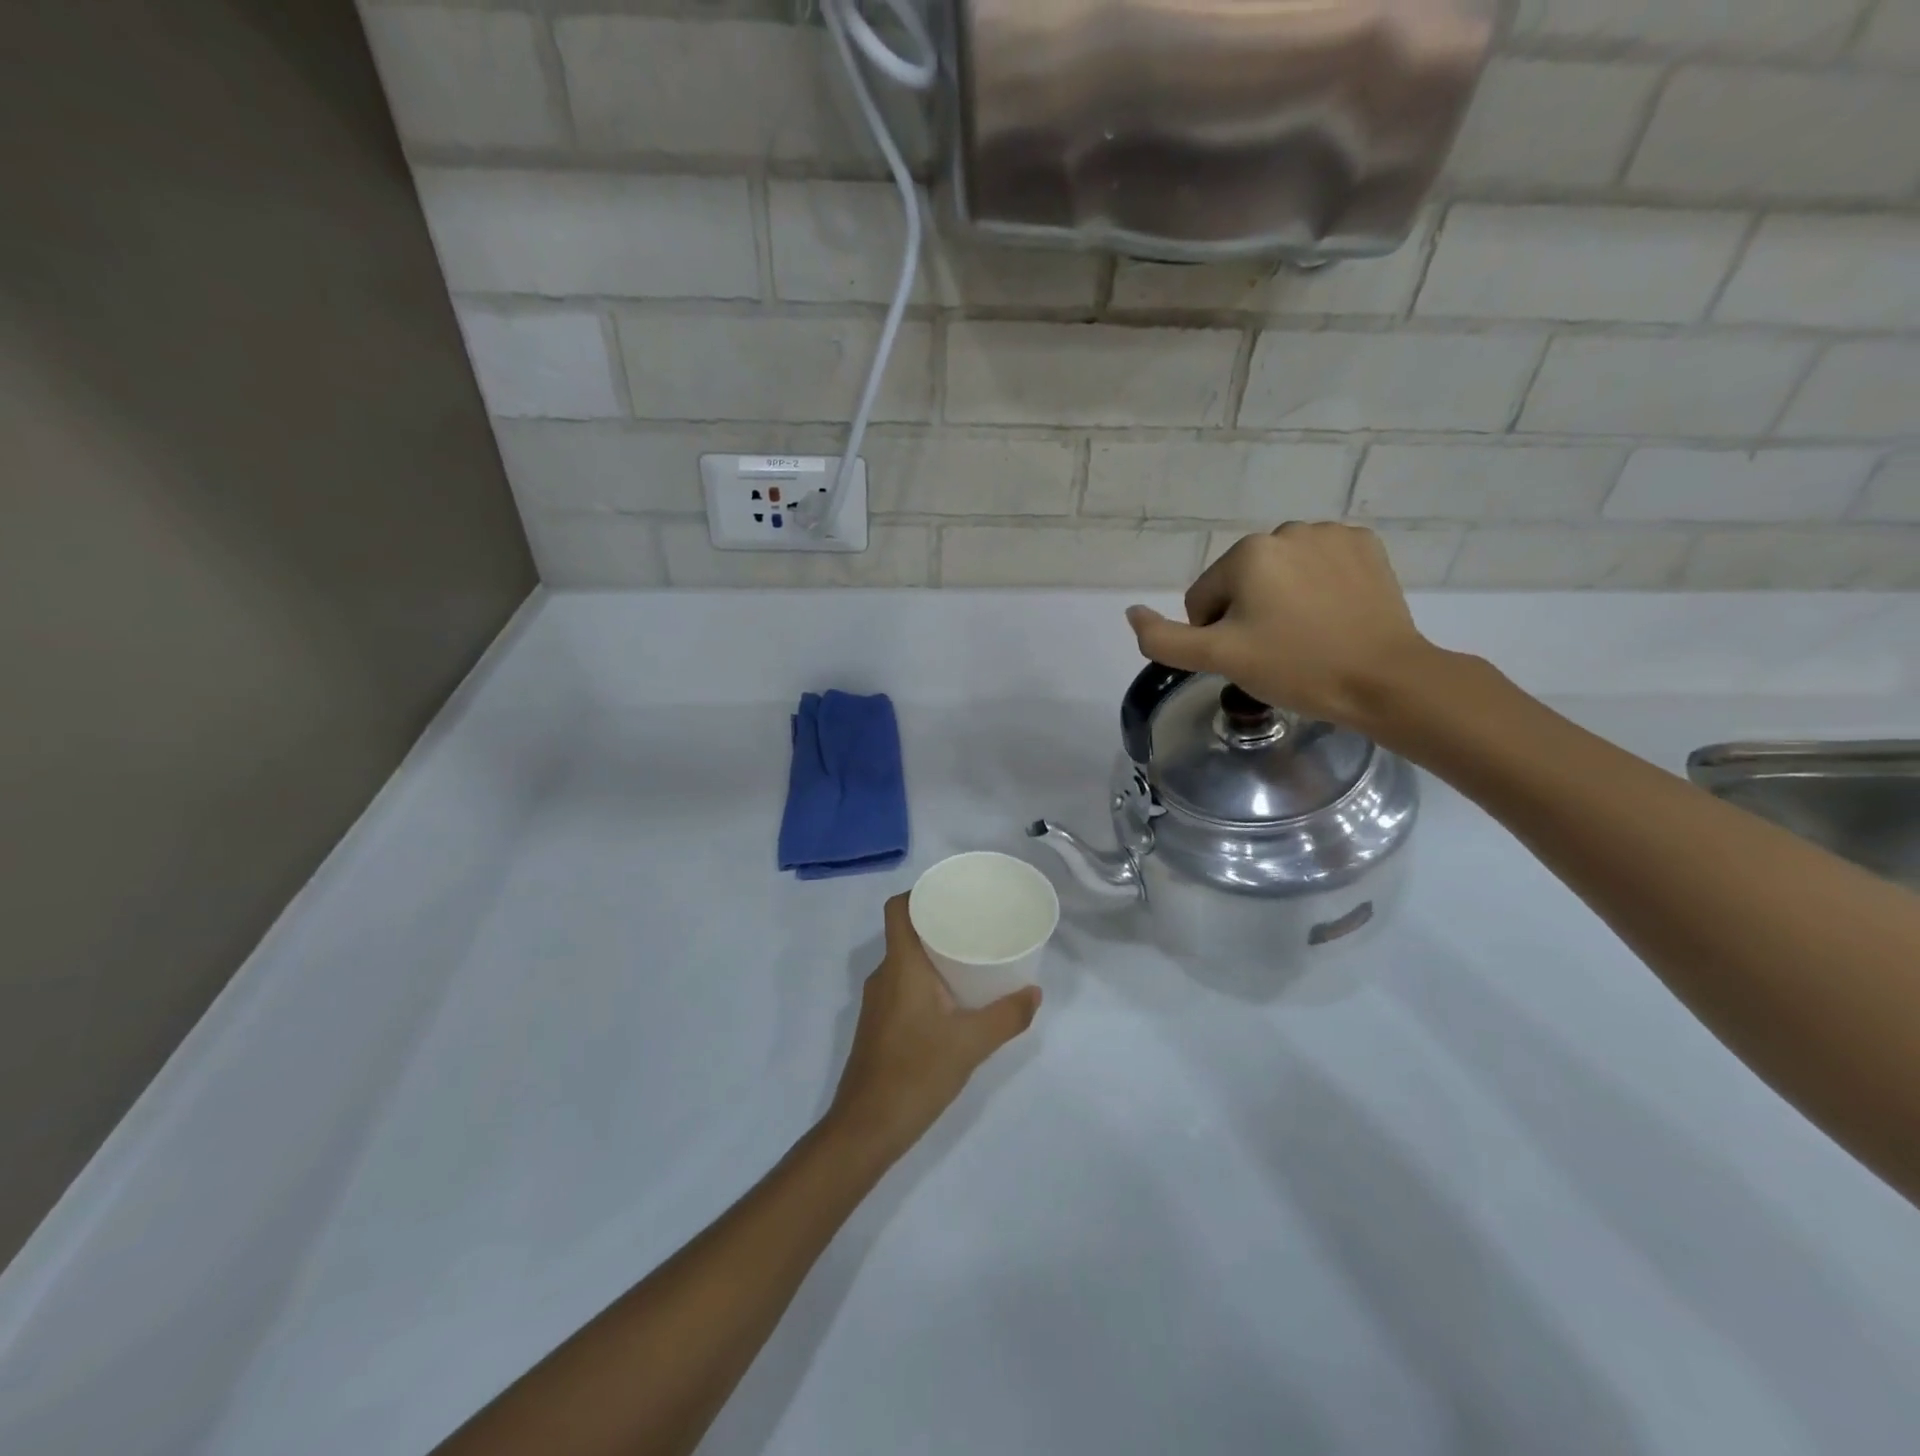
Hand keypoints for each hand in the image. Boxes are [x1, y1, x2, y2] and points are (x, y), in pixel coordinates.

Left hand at [826, 895, 1040, 1163]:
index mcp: (901, 966)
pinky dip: (927, 979)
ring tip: (971, 956)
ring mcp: (878, 1002)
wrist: (867, 1128)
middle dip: (938, 923)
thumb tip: (1034, 992)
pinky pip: (903, 984)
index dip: (920, 893)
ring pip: (906, 961)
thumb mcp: (971, 1043)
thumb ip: (1007, 1016)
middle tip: (976, 923)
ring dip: (934, 954)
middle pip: (906, 932)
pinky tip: (954, 998)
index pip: (898, 909)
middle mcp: (884, 975)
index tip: (953, 893)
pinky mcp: (879, 1025)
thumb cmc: (916, 1073)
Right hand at [1125, 522, 1443, 734]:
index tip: (1248, 658)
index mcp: (1247, 554)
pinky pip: (1319, 564)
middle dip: (1248, 614)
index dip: (1216, 635)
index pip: (1204, 599)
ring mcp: (1332, 534)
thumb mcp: (1219, 659)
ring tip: (1308, 635)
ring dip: (1282, 599)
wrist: (1385, 680)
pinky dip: (1318, 587)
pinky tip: (1334, 615)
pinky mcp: (1366, 546)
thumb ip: (1164, 639)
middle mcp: (1287, 530)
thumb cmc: (1295, 668)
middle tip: (1277, 651)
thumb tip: (1132, 612)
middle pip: (1241, 582)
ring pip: (1280, 573)